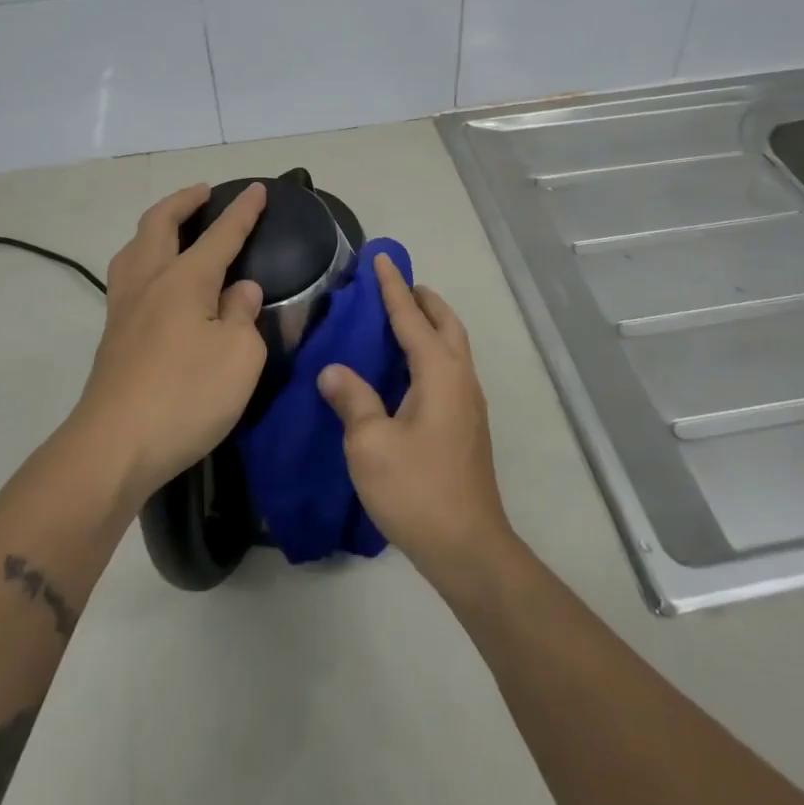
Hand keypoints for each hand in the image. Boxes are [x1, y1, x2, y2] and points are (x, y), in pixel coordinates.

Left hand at [69, 182, 268, 504]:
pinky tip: (155, 281)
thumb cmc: (186, 396)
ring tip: (172, 228)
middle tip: (202, 193)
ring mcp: (124, 308)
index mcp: (185, 280)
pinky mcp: (112, 336)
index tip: (258, 190)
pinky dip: (143, 258)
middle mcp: (149, 282)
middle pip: (159, 225)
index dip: (242, 212)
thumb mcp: (239, 357)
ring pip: (133, 248)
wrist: (114, 447)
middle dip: (183, 202)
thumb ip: (243, 316)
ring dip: (155, 227)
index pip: (220, 235)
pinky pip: (127, 276)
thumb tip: (239, 290)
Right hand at [317, 255, 513, 582]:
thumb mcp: (370, 444)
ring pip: (453, 346)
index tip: (380, 258)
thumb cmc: (416, 490)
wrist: (467, 545)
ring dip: (430, 324)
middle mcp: (460, 379)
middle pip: (446, 324)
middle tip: (394, 286)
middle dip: (422, 299)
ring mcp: (469, 403)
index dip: (392, 288)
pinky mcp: (468, 424)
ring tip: (401, 319)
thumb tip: (333, 371)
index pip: (412, 318)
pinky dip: (431, 350)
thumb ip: (352, 400)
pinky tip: (408, 369)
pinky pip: (450, 368)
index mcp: (439, 373)